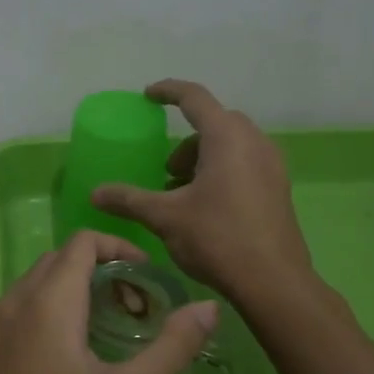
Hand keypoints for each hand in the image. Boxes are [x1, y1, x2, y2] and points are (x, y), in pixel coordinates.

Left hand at [0, 230, 217, 373]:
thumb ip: (172, 347)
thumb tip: (208, 306)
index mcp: (48, 303)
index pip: (81, 243)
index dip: (116, 246)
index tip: (144, 274)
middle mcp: (10, 305)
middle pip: (53, 262)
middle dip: (93, 270)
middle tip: (127, 306)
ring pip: (27, 290)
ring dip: (62, 294)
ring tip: (93, 332)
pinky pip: (6, 319)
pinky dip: (35, 319)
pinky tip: (50, 363)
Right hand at [91, 79, 312, 297]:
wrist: (273, 282)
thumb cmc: (217, 238)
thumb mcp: (165, 217)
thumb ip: (129, 200)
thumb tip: (95, 193)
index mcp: (226, 137)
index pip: (194, 98)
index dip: (168, 91)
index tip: (148, 95)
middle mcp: (254, 142)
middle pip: (215, 123)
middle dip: (185, 140)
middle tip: (166, 169)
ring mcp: (271, 165)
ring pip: (232, 144)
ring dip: (203, 157)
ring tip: (182, 193)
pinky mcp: (278, 187)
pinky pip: (245, 162)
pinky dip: (221, 170)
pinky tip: (206, 206)